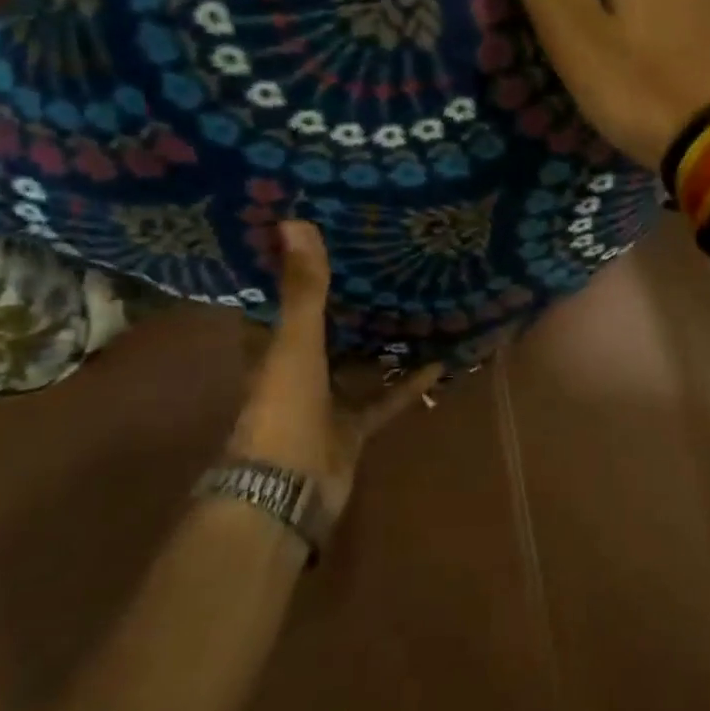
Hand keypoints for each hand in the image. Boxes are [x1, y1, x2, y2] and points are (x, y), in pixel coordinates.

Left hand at [228, 222, 442, 522]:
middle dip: (347, 303)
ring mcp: (326, 401)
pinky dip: (408, 384)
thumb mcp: (295, 344)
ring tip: (413, 306)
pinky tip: (438, 362)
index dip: (294, 271)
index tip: (321, 238)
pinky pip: (385, 399)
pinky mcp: (353, 427)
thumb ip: (303, 289)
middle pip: (323, 330)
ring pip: (356, 363)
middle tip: (381, 265)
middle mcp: (296, 371)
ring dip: (380, 343)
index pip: (279, 302)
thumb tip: (295, 221)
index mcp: (271, 348)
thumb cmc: (283, 409)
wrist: (288, 489)